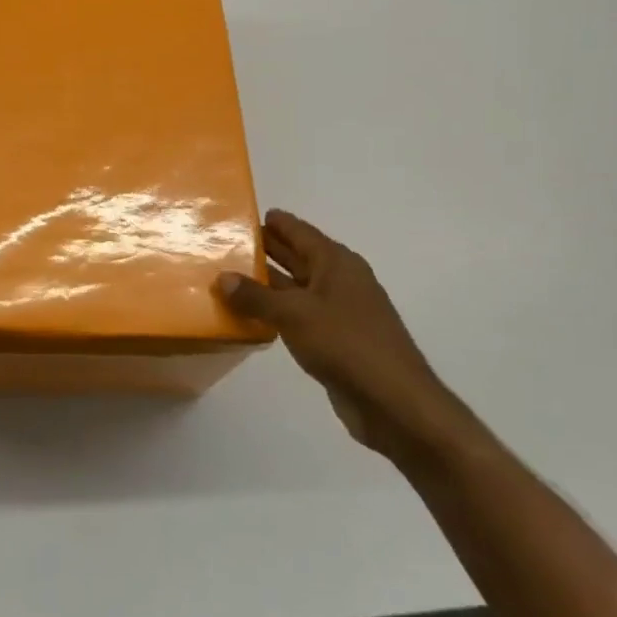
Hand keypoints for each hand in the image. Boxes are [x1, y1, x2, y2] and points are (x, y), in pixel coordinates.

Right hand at [217, 209, 464, 458]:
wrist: (393, 401)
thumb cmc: (346, 344)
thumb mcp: (294, 314)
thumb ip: (255, 296)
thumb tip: (223, 278)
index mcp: (336, 263)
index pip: (299, 232)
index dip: (274, 222)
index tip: (243, 215)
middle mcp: (340, 280)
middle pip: (298, 256)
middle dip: (266, 250)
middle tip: (227, 244)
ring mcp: (339, 310)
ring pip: (297, 287)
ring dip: (268, 283)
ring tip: (230, 277)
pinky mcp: (336, 339)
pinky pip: (299, 315)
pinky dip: (277, 311)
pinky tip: (252, 316)